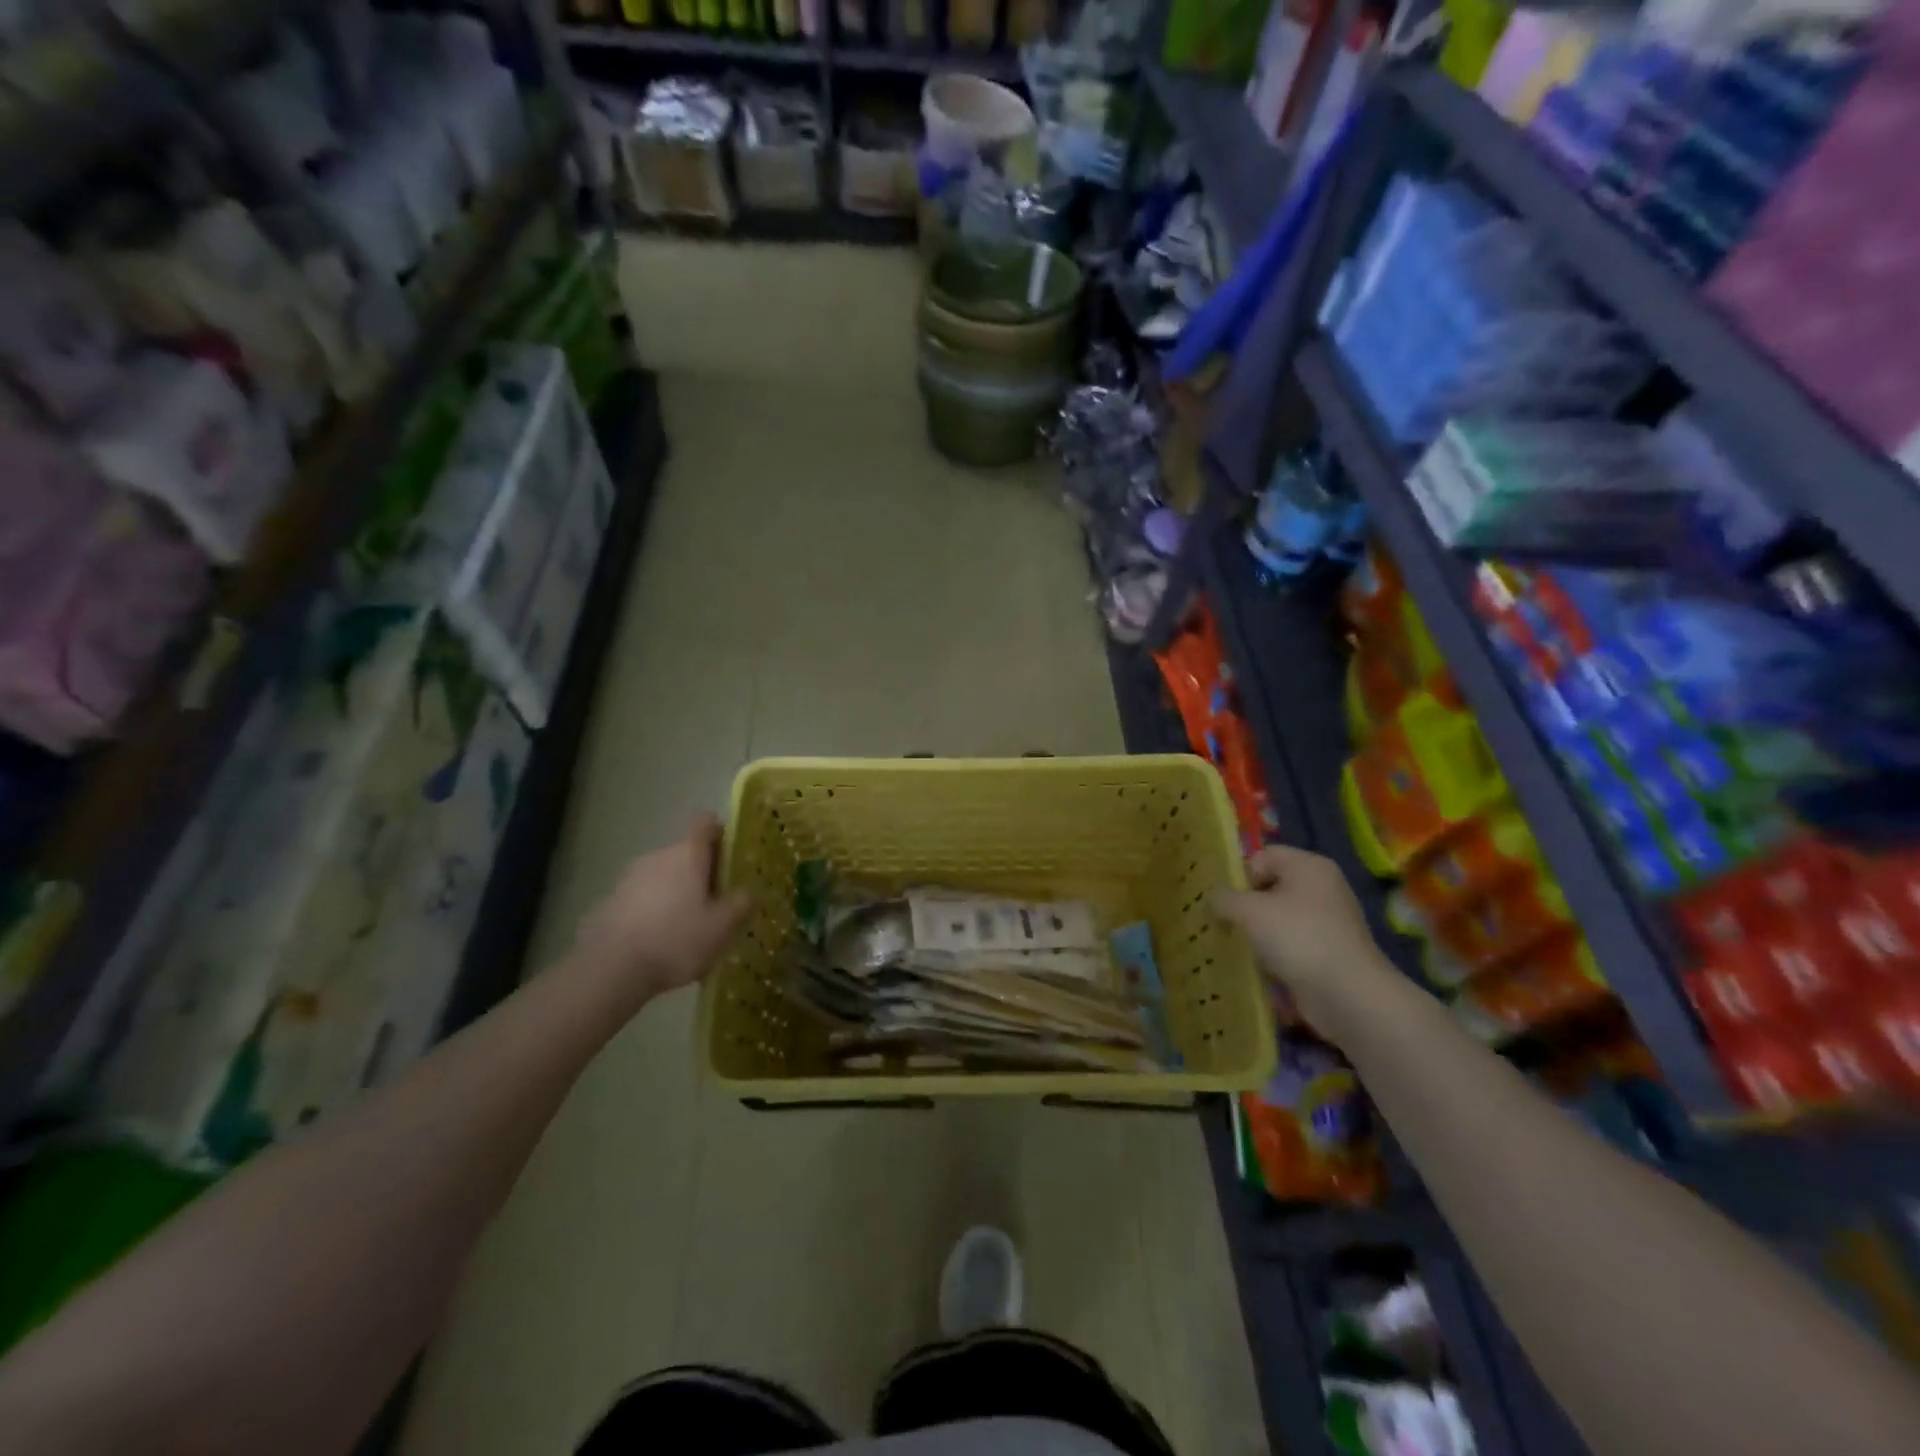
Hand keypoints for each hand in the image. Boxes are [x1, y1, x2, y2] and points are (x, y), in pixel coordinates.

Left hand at [569, 815, 749, 1014]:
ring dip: (677, 892)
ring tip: (689, 927)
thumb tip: (748, 891)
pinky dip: (655, 910)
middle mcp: (658, 856)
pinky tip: (660, 942)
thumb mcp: (722, 927)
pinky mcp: (610, 901)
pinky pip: (643, 897)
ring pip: (663, 875)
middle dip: (702, 871)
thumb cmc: (676, 940)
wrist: (610, 969)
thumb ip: (741, 904)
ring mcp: (629, 878)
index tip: (731, 855)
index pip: (705, 823)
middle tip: (718, 902)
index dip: (720, 833)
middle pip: (686, 852)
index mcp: (688, 854)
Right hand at [1212, 845, 1399, 1040]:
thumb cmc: (1297, 937)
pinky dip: (1274, 952)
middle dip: (1245, 905)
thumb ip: (1223, 898)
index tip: (1225, 902)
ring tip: (1239, 946)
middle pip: (1270, 886)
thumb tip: (1213, 897)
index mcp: (1309, 866)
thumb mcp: (1248, 911)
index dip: (1240, 876)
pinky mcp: (1328, 951)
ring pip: (1279, 917)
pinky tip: (1261, 966)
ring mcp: (1329, 921)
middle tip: (1224, 924)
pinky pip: (1291, 942)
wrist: (1348, 994)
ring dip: (1257, 931)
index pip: (1262, 856)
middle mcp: (1322, 887)